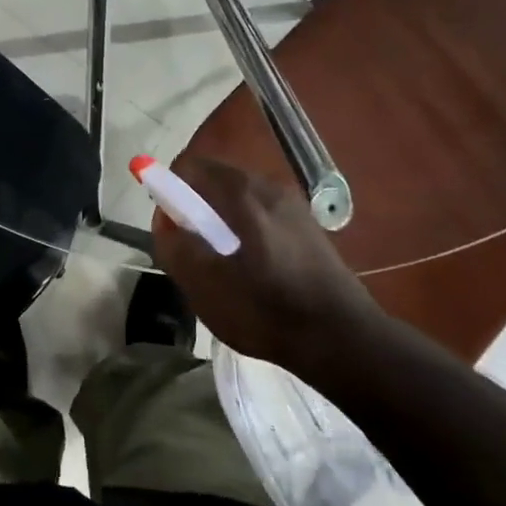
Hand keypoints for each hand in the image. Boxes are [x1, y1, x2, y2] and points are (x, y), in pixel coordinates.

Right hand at [152, 156, 385, 375]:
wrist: (341, 338)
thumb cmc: (265, 310)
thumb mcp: (203, 284)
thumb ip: (174, 245)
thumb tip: (164, 218)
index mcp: (242, 193)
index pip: (190, 166)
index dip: (169, 189)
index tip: (170, 226)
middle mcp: (269, 187)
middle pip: (216, 180)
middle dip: (194, 207)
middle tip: (192, 250)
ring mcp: (293, 205)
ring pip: (239, 199)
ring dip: (219, 221)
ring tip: (221, 265)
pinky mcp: (307, 227)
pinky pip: (261, 214)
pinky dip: (244, 230)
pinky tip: (251, 271)